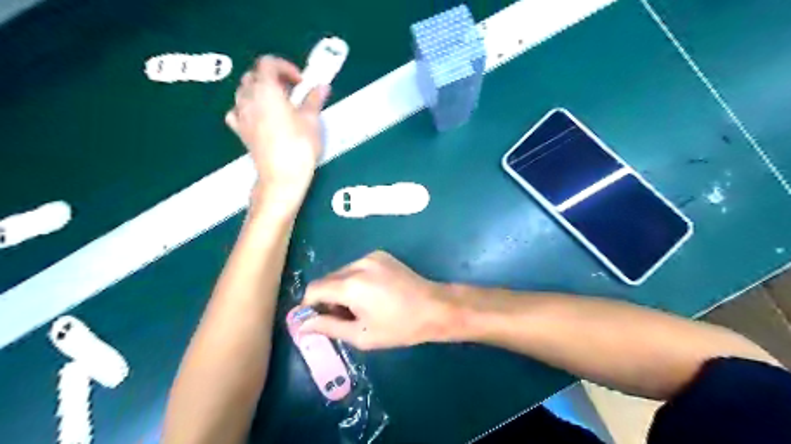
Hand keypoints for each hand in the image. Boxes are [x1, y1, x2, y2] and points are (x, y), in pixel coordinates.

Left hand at [225, 53, 330, 209]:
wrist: (282, 176)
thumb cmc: (299, 146)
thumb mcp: (311, 121)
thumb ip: (314, 100)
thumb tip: (322, 86)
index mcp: (266, 89)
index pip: (268, 63)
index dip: (285, 67)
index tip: (301, 82)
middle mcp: (248, 98)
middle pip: (254, 75)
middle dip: (273, 78)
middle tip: (292, 92)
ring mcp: (241, 115)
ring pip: (244, 91)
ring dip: (260, 90)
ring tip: (279, 104)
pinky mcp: (240, 131)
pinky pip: (238, 110)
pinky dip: (248, 107)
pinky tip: (260, 116)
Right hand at [300, 251, 453, 348]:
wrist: (434, 308)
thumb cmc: (399, 327)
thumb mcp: (362, 335)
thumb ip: (329, 327)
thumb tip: (302, 325)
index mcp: (351, 285)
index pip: (314, 289)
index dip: (310, 305)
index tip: (317, 320)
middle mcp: (358, 264)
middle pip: (328, 279)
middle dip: (328, 299)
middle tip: (343, 318)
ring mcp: (371, 256)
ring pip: (342, 273)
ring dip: (342, 289)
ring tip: (360, 307)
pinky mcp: (381, 255)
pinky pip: (357, 267)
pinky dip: (355, 280)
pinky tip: (371, 294)